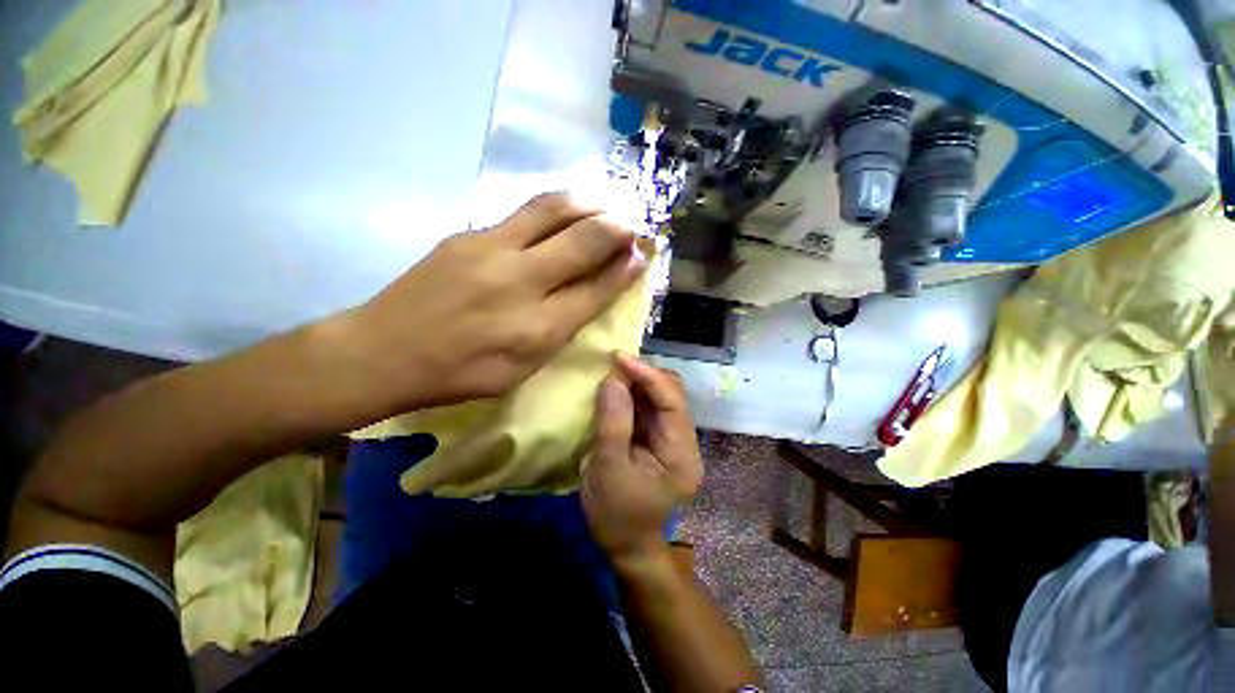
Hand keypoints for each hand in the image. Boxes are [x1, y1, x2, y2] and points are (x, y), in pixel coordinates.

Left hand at [348, 193, 647, 411]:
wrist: (384, 351)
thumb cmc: (461, 373)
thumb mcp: (522, 370)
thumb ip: (560, 331)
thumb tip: (592, 294)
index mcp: (538, 329)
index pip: (596, 289)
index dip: (625, 270)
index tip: (643, 254)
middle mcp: (521, 283)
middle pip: (583, 241)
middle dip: (617, 228)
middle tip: (633, 222)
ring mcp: (491, 250)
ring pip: (553, 210)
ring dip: (588, 202)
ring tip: (607, 201)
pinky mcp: (468, 234)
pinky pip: (523, 212)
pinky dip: (554, 208)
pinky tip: (564, 210)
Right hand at [582, 353, 702, 567]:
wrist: (627, 548)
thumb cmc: (617, 516)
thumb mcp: (608, 470)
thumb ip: (612, 423)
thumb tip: (613, 380)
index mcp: (682, 454)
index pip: (673, 401)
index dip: (648, 375)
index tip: (619, 358)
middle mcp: (685, 442)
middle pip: (671, 395)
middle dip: (643, 376)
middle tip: (612, 367)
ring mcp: (674, 441)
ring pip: (660, 398)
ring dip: (637, 384)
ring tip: (612, 376)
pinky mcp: (660, 441)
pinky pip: (649, 409)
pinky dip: (633, 397)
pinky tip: (616, 393)